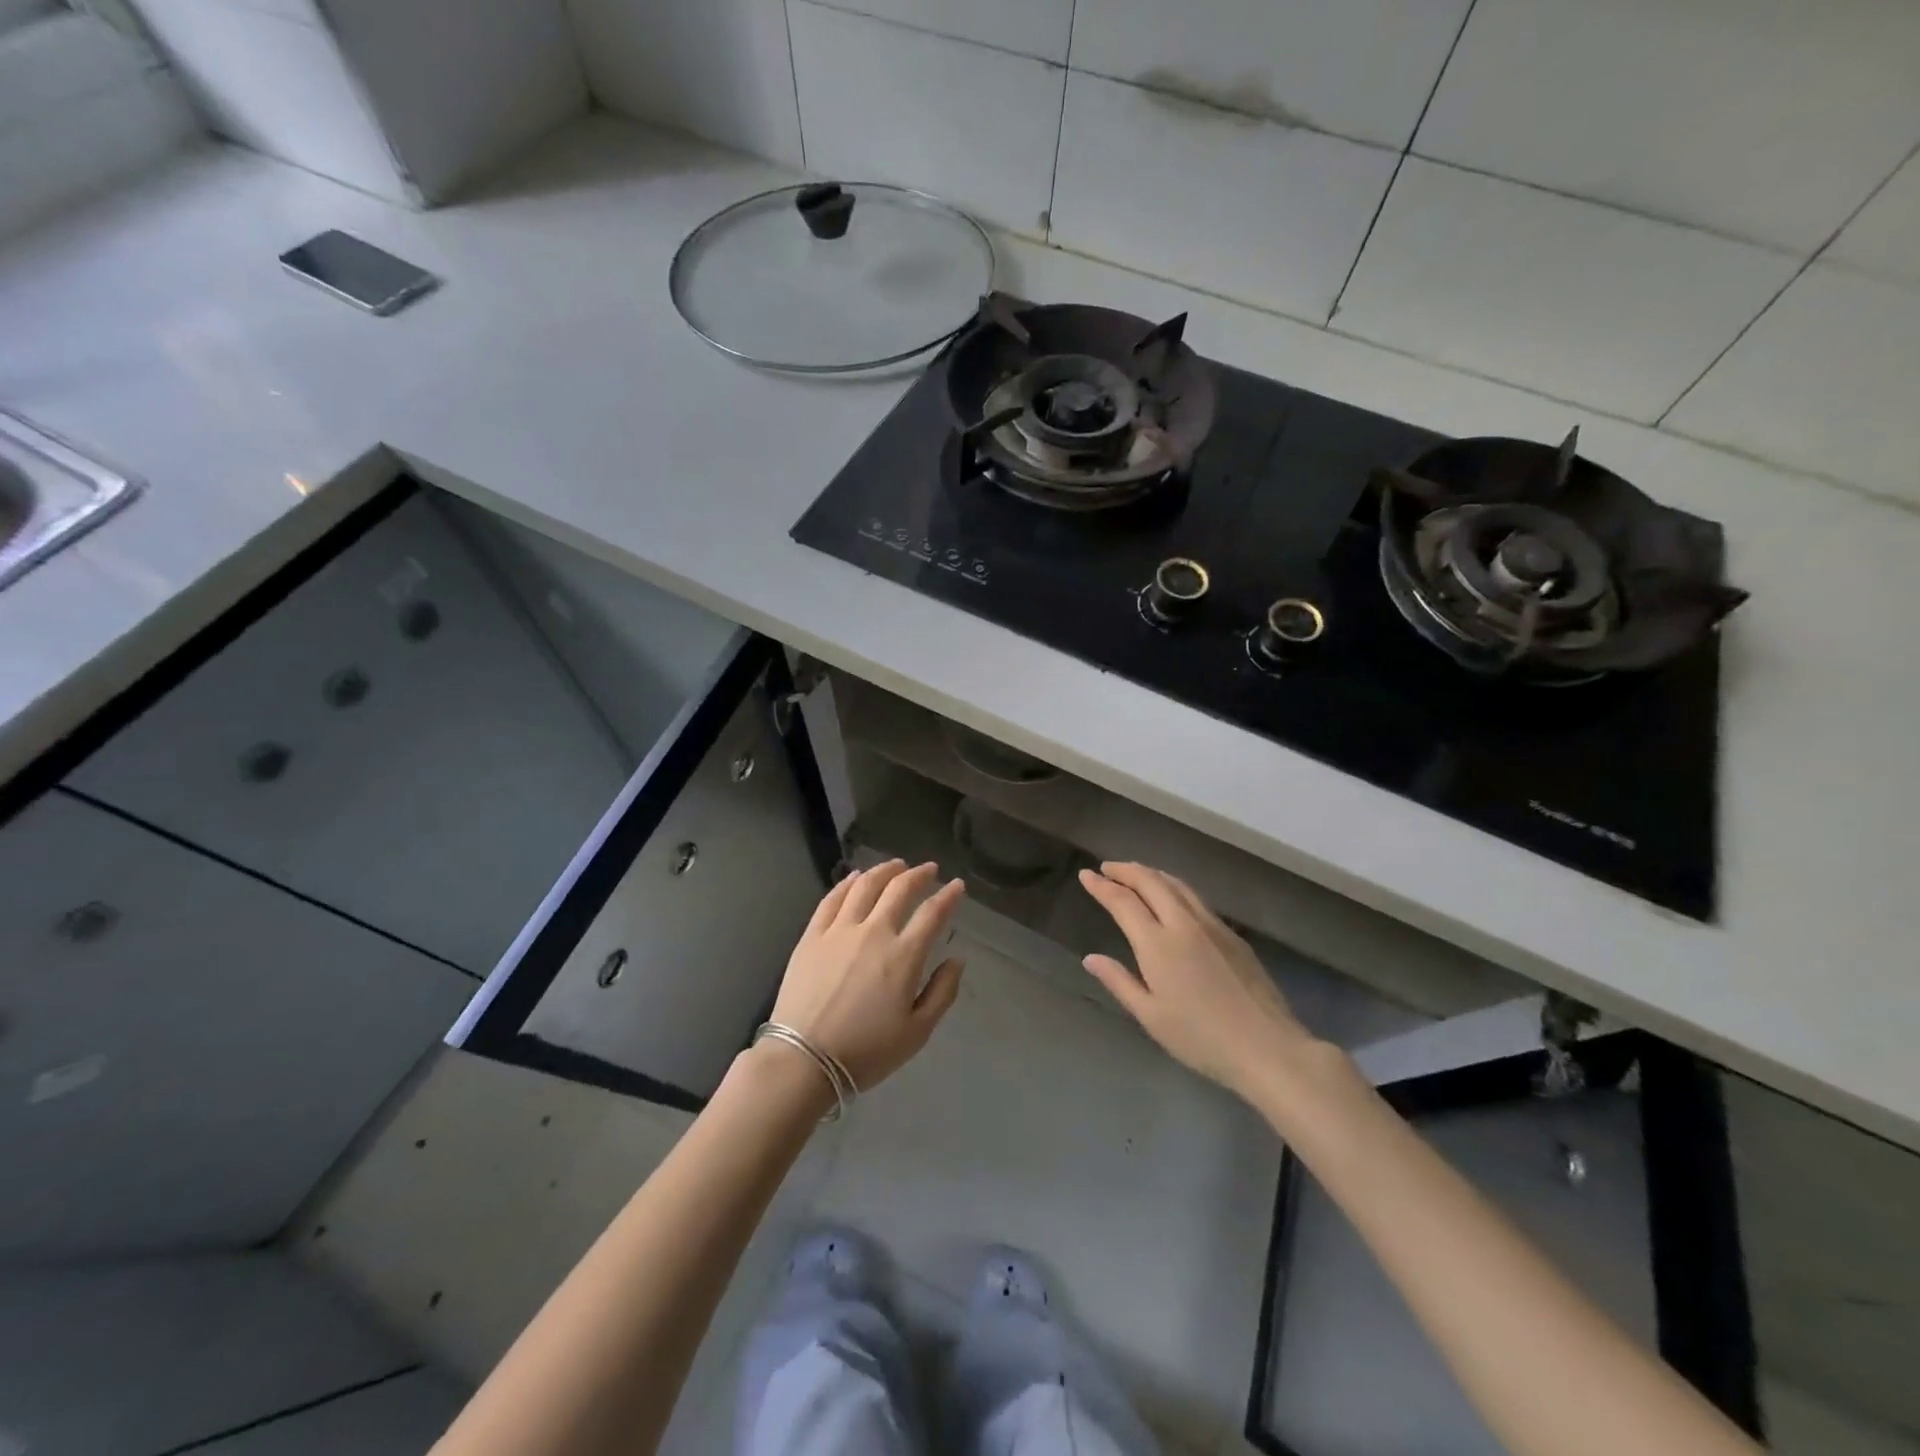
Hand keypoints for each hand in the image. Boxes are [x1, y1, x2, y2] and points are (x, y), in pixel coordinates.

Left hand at [768, 860, 966, 1092]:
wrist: (804, 1060)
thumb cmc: (866, 1051)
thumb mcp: (917, 1032)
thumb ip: (942, 992)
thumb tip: (956, 959)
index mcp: (903, 956)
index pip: (932, 913)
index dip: (948, 895)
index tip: (957, 885)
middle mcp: (873, 932)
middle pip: (899, 889)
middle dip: (919, 874)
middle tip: (929, 868)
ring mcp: (839, 930)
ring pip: (865, 885)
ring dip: (885, 870)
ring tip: (896, 865)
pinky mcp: (812, 935)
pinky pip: (832, 898)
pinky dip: (848, 882)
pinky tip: (856, 877)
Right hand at [1079, 862, 1315, 1097]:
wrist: (1267, 1047)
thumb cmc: (1201, 1038)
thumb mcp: (1151, 1016)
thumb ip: (1119, 982)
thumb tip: (1091, 958)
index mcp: (1158, 944)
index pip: (1123, 902)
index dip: (1102, 886)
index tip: (1086, 875)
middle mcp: (1183, 924)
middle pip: (1151, 882)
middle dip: (1126, 870)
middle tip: (1106, 868)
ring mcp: (1212, 926)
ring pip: (1177, 884)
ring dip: (1151, 873)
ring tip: (1135, 873)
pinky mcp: (1232, 935)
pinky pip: (1195, 898)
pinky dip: (1173, 887)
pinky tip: (1171, 897)